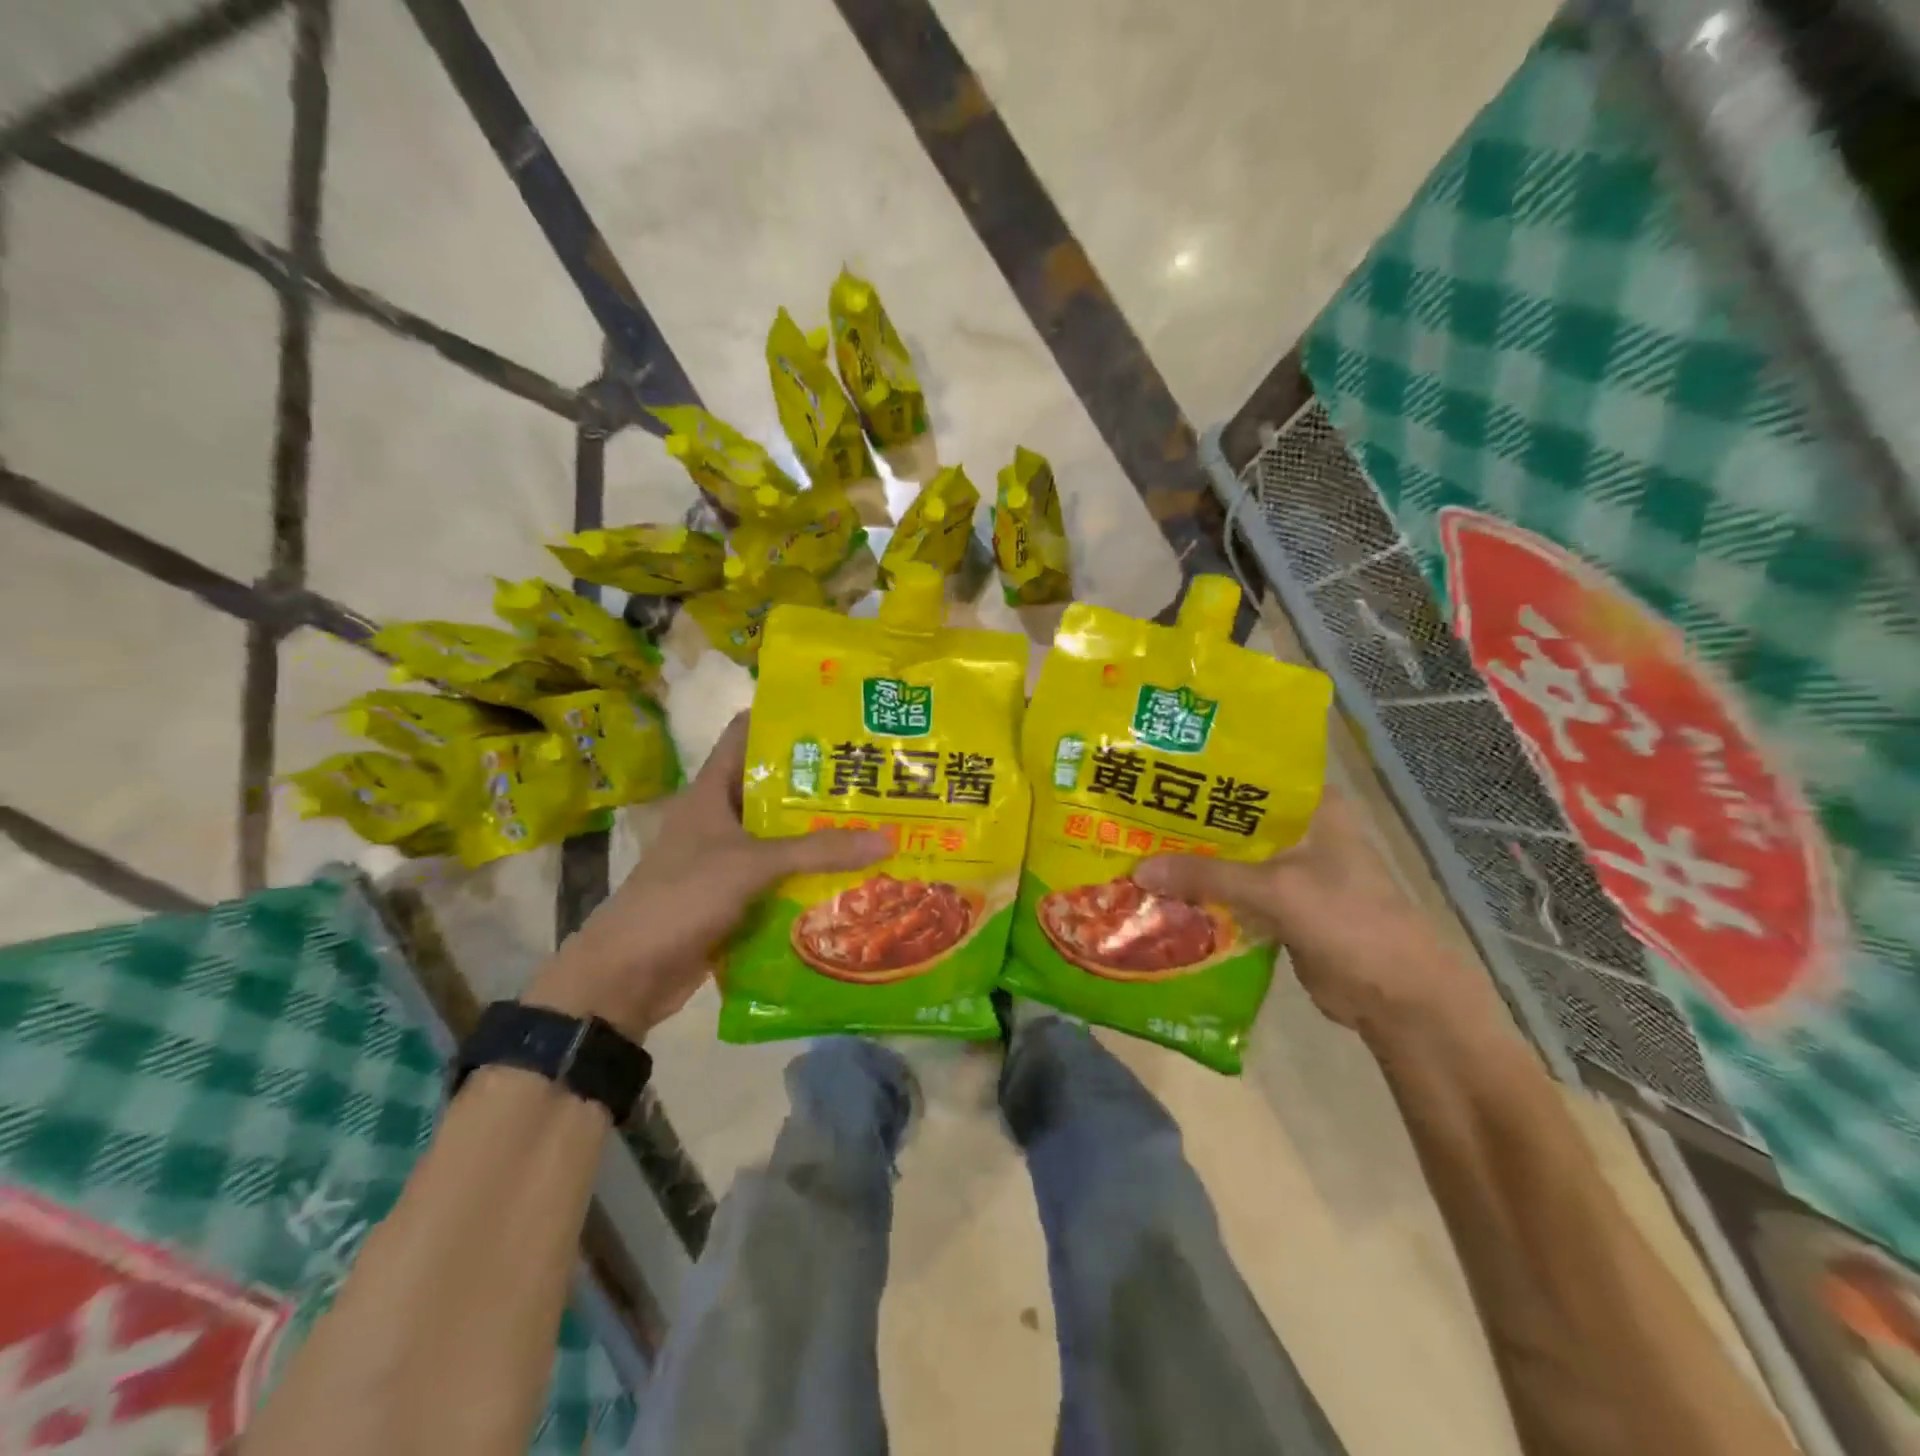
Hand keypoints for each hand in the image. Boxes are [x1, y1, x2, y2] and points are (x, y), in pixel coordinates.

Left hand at [528, 714, 889, 1039]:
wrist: (629, 974)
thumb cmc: (682, 897)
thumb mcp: (750, 865)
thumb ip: (816, 851)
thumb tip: (888, 839)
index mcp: (711, 791)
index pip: (745, 734)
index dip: (783, 718)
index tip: (834, 714)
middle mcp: (721, 817)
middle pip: (774, 787)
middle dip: (820, 781)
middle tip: (874, 772)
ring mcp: (728, 858)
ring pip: (782, 835)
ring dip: (821, 832)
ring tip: (878, 819)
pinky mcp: (738, 895)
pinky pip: (782, 875)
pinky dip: (812, 874)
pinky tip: (854, 872)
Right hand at [1133, 788, 1505, 1041]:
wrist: (1397, 997)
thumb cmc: (1349, 921)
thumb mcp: (1275, 889)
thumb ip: (1207, 875)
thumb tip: (1137, 870)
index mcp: (1312, 806)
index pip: (1248, 773)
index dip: (1202, 772)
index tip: (1152, 769)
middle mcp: (1299, 830)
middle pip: (1230, 818)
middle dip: (1185, 821)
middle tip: (1128, 812)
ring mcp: (1289, 869)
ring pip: (1227, 857)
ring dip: (1189, 860)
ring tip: (1130, 847)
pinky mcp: (1278, 905)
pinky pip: (1230, 892)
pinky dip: (1200, 893)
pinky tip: (1158, 891)